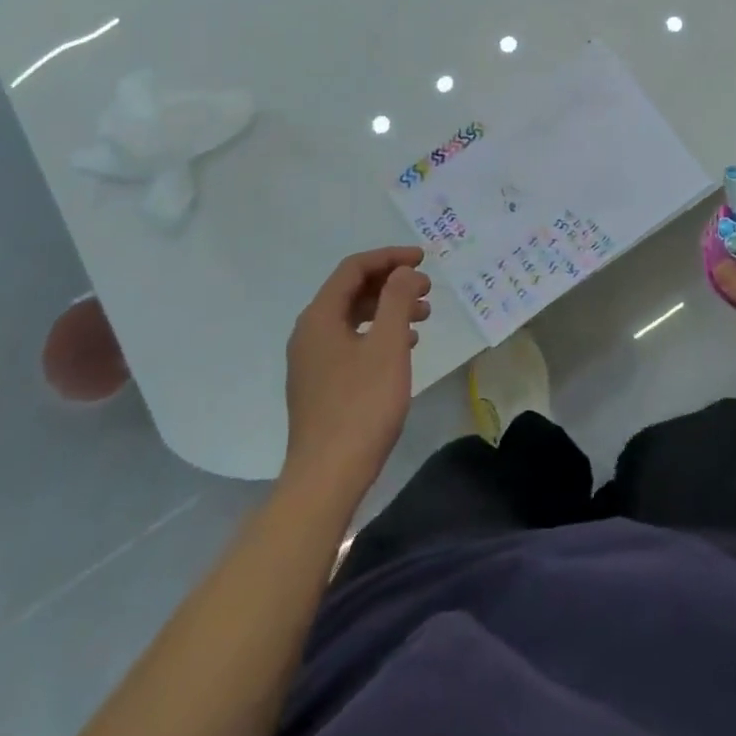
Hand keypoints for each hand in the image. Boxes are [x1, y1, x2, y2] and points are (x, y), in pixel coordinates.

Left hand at [284, 247, 431, 497]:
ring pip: (353, 319)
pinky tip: (404, 348)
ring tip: (424, 317)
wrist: (326, 478)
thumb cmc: (361, 406)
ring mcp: (311, 361)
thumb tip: (404, 271)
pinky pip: (350, 343)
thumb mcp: (387, 346)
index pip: (354, 268)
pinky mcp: (319, 385)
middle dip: (391, 284)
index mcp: (320, 316)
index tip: (423, 259)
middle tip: (427, 289)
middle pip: (351, 291)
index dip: (390, 257)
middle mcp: (309, 332)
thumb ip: (397, 300)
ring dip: (388, 310)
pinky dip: (377, 335)